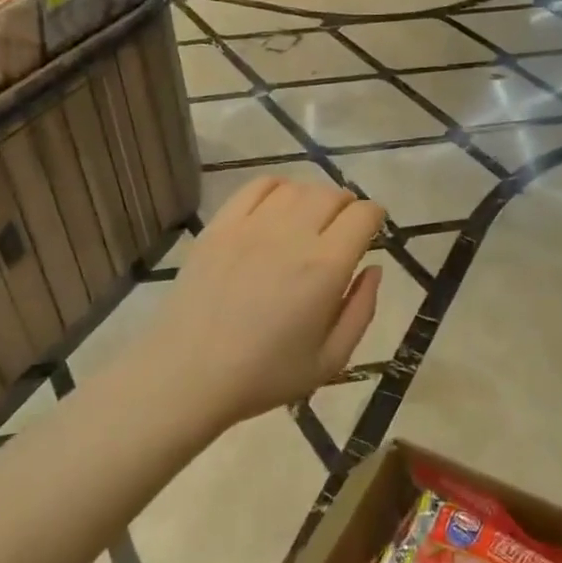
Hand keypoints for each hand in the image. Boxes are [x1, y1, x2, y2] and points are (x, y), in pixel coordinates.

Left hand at [150, 177, 384, 427]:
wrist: (186, 375)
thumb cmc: (264, 375)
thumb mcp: (331, 360)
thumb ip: (361, 310)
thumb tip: (374, 269)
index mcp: (325, 268)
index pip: (363, 215)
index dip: (375, 217)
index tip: (372, 229)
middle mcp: (292, 235)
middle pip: (332, 194)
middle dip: (348, 205)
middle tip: (344, 227)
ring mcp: (251, 226)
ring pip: (297, 187)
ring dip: (314, 197)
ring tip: (311, 218)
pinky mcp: (220, 225)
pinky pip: (257, 186)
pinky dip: (278, 187)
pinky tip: (278, 207)